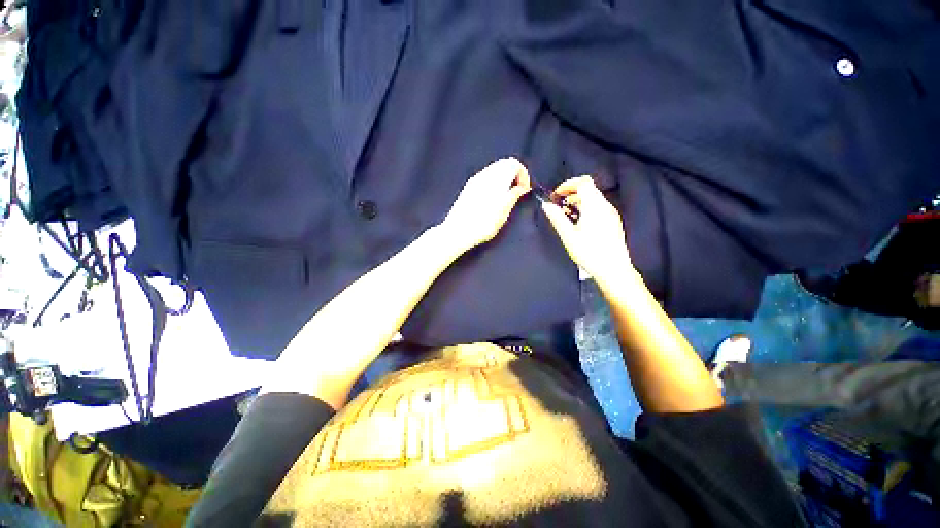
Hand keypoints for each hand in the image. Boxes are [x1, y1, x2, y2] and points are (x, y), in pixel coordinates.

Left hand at [441, 157, 531, 250]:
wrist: (457, 232)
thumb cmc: (482, 225)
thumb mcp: (503, 212)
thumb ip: (514, 196)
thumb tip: (521, 187)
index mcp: (495, 179)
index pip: (514, 164)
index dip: (523, 175)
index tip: (525, 189)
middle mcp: (484, 175)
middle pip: (504, 164)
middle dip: (515, 175)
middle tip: (518, 191)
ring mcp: (475, 181)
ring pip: (495, 170)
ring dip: (505, 178)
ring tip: (507, 195)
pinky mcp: (468, 188)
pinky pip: (486, 177)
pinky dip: (495, 182)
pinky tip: (494, 197)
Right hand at [541, 176, 632, 282]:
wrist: (613, 269)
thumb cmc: (589, 252)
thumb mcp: (568, 236)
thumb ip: (557, 218)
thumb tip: (546, 205)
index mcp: (594, 206)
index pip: (583, 182)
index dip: (568, 184)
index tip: (556, 195)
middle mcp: (605, 206)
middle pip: (589, 189)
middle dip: (571, 193)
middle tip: (558, 206)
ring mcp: (611, 214)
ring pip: (594, 199)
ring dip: (578, 201)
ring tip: (566, 215)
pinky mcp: (613, 222)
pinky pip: (599, 208)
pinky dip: (586, 208)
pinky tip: (579, 223)